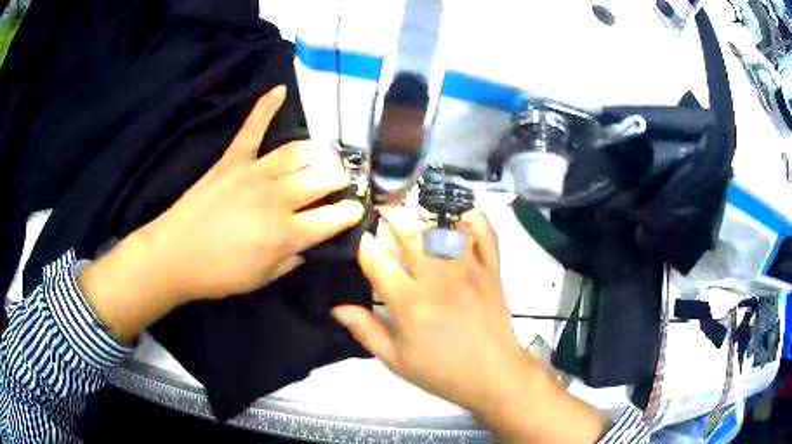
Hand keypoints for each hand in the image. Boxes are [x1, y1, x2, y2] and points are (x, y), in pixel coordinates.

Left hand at [78, 86, 363, 340]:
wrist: (174, 255)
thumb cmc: (219, 274)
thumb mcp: (263, 279)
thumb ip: (291, 259)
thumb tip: (308, 243)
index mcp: (286, 234)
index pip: (332, 217)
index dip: (350, 212)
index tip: (357, 208)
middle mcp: (276, 198)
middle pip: (321, 179)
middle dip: (339, 178)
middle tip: (343, 180)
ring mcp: (253, 173)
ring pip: (297, 153)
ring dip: (318, 152)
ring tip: (324, 155)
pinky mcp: (232, 160)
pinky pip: (252, 128)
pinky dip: (266, 107)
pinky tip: (280, 90)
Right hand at [333, 207, 524, 410]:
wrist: (493, 375)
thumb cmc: (442, 371)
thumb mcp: (396, 360)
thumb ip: (366, 331)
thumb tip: (337, 307)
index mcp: (410, 302)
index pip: (377, 262)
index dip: (363, 245)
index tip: (358, 237)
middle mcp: (438, 278)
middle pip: (410, 234)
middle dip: (392, 215)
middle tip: (382, 207)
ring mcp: (468, 269)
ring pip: (444, 228)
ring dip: (426, 213)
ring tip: (413, 208)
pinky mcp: (491, 270)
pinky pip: (485, 234)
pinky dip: (473, 219)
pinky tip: (460, 217)